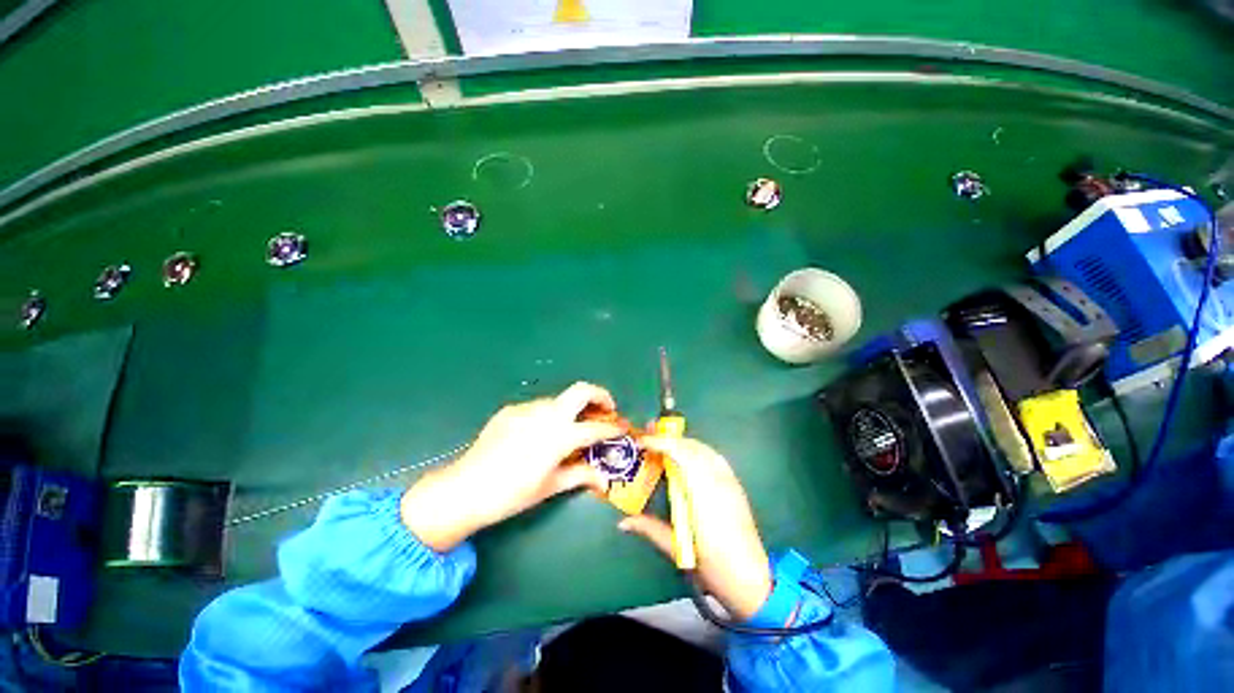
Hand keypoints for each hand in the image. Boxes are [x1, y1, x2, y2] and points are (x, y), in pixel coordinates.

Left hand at [401, 382, 622, 551]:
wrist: (464, 488)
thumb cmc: (512, 494)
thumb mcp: (550, 487)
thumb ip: (580, 476)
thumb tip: (603, 480)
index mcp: (560, 436)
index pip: (595, 427)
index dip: (613, 428)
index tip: (622, 429)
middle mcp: (547, 414)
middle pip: (581, 390)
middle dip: (600, 395)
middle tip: (607, 409)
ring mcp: (527, 408)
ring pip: (559, 399)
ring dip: (572, 408)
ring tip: (572, 427)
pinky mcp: (511, 409)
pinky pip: (538, 407)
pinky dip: (549, 415)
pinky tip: (540, 433)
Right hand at [618, 436, 772, 620]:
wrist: (752, 581)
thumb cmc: (713, 567)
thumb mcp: (677, 549)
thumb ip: (650, 529)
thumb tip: (622, 522)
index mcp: (703, 495)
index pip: (681, 455)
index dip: (661, 443)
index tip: (643, 441)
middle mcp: (718, 482)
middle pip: (692, 447)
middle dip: (669, 438)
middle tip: (649, 434)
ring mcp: (729, 482)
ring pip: (704, 449)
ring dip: (682, 442)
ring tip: (664, 443)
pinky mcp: (735, 486)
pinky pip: (714, 457)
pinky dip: (697, 450)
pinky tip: (688, 456)